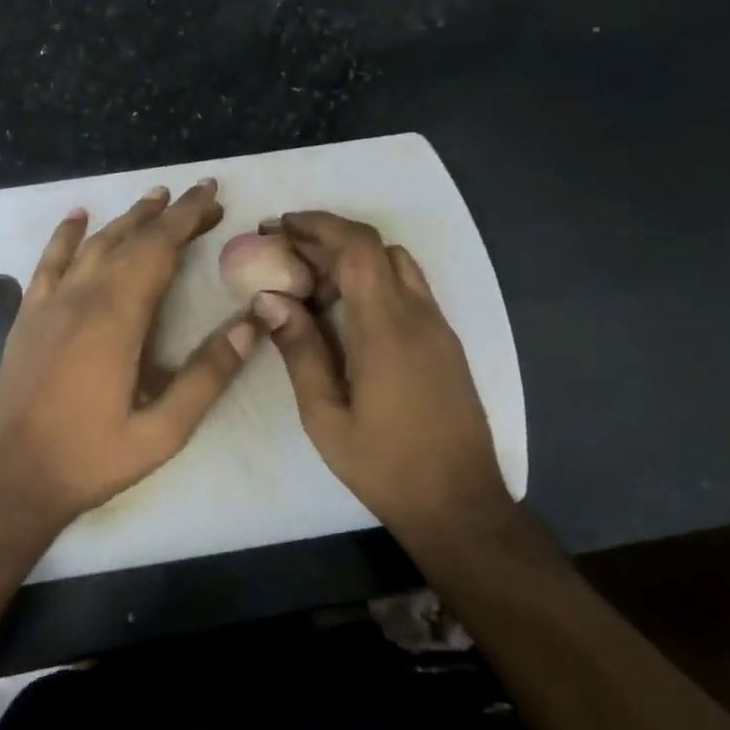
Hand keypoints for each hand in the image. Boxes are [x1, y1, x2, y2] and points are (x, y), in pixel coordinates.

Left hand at [0, 180, 261, 523]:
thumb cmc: (92, 458)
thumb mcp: (163, 432)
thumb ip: (207, 376)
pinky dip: (66, 235)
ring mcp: (49, 304)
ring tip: (156, 198)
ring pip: (93, 245)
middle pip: (129, 239)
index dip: (187, 219)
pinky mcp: (28, 316)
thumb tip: (252, 326)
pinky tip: (78, 216)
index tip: (213, 195)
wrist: (14, 478)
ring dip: (126, 218)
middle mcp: (82, 299)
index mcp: (117, 320)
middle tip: (201, 196)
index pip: (158, 250)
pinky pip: (48, 262)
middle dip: (168, 213)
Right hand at [253, 211, 509, 535]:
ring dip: (352, 259)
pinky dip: (373, 281)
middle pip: (376, 248)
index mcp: (387, 329)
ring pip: (396, 264)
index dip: (319, 225)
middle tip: (283, 252)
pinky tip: (344, 312)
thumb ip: (300, 352)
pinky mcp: (445, 343)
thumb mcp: (326, 417)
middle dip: (327, 238)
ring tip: (309, 283)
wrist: (460, 504)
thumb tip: (270, 299)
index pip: (358, 248)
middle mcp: (419, 316)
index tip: (280, 225)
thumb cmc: (385, 466)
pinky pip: (408, 290)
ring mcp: (438, 327)